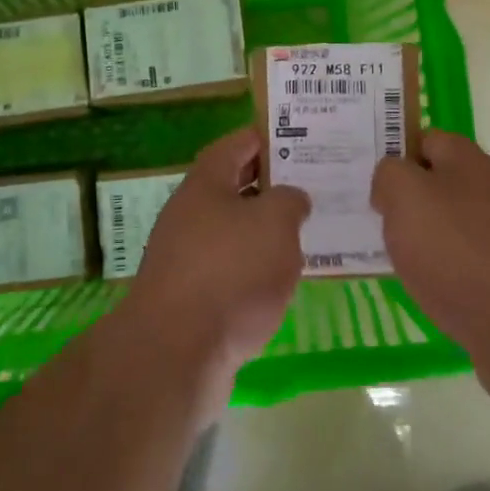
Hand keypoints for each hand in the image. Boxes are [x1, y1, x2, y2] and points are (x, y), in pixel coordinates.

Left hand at [123, 127, 309, 379]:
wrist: (178, 352)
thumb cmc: (230, 272)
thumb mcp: (275, 223)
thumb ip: (289, 201)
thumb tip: (291, 198)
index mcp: (205, 185)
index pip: (234, 146)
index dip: (263, 138)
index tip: (295, 137)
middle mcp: (190, 215)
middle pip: (232, 188)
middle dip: (270, 185)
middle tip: (311, 184)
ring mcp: (187, 258)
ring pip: (233, 232)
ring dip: (265, 230)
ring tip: (307, 231)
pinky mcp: (192, 299)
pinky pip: (231, 270)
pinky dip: (256, 269)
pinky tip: (284, 280)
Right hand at [371, 131, 489, 361]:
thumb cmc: (456, 249)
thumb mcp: (405, 196)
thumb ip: (389, 175)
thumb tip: (392, 181)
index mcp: (468, 158)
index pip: (424, 139)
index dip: (394, 154)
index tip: (366, 180)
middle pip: (438, 181)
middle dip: (406, 198)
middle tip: (374, 219)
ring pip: (450, 221)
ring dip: (423, 235)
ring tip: (395, 256)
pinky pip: (465, 256)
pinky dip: (443, 267)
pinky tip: (428, 286)